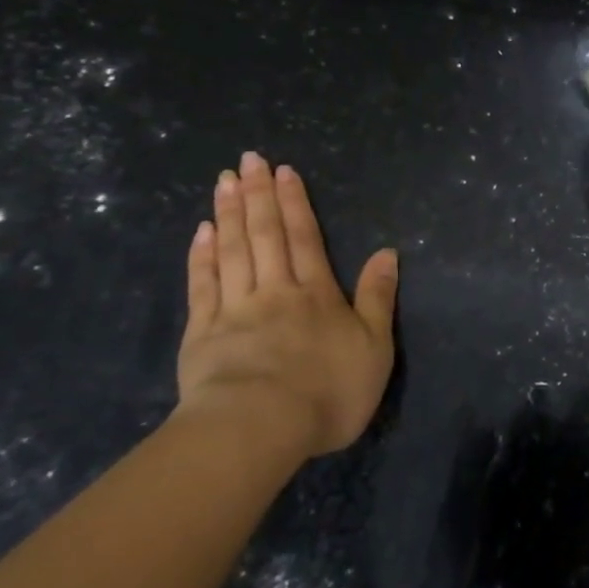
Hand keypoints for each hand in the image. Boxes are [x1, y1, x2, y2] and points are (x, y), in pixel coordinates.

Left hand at [175, 152, 398, 460]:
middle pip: (265, 235)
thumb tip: (387, 252)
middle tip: (248, 159)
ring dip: (229, 213)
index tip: (284, 171)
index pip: (305, 238)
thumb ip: (378, 298)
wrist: (259, 428)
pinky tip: (201, 232)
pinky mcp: (202, 334)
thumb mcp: (374, 348)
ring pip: (232, 251)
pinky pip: (202, 286)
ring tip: (224, 181)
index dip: (295, 203)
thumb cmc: (327, 391)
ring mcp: (234, 310)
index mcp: (316, 294)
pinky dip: (202, 256)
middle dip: (258, 195)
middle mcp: (275, 290)